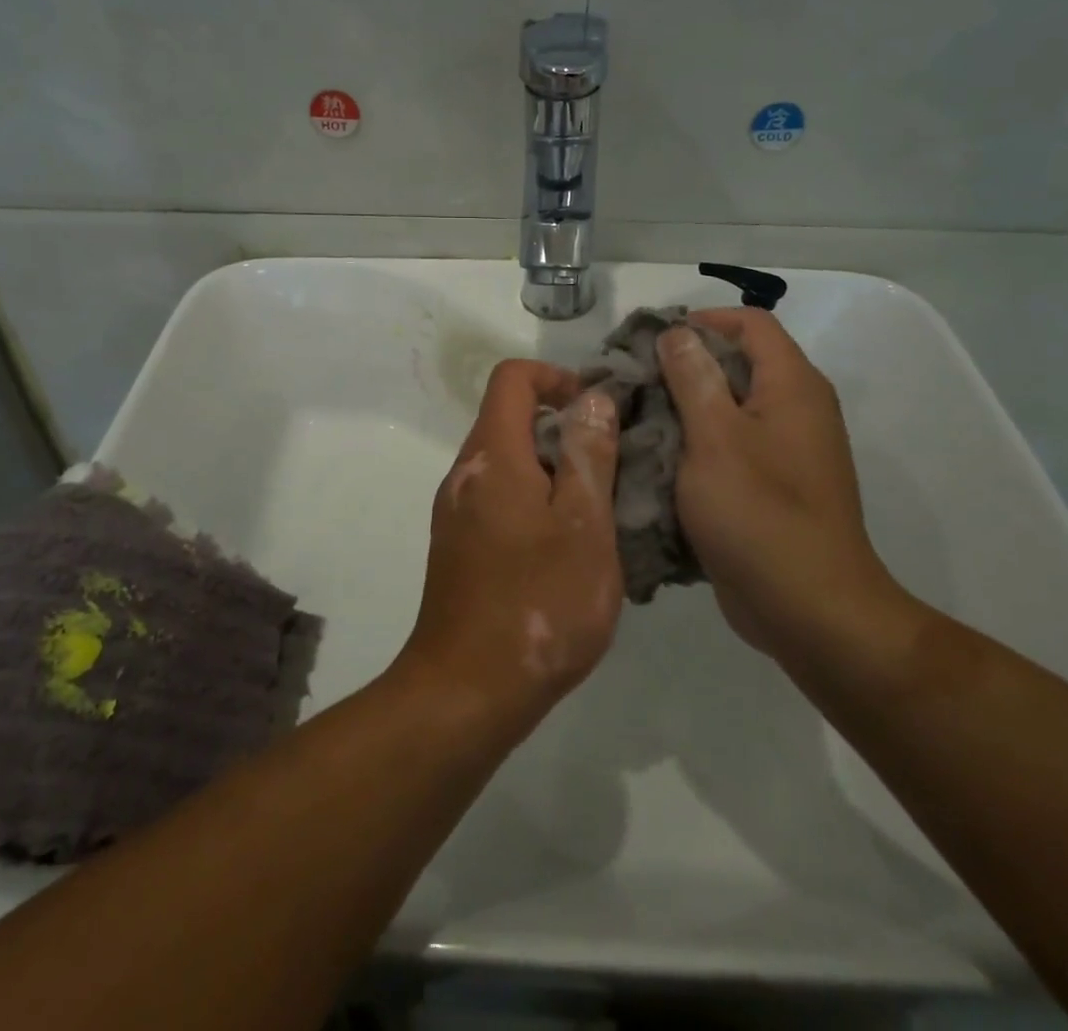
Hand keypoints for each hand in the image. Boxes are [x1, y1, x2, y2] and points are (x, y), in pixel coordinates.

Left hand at [396, 360, 622, 729]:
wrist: (467, 691)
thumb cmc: (537, 602)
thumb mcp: (584, 525)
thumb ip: (588, 455)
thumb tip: (590, 398)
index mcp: (492, 455)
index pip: (513, 378)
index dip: (556, 378)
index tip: (597, 410)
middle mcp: (465, 474)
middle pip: (510, 419)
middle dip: (563, 428)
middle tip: (611, 465)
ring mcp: (456, 512)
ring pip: (508, 463)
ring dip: (552, 469)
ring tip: (597, 509)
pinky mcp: (458, 547)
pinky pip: (498, 499)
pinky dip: (534, 501)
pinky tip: (567, 548)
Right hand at [656, 309, 900, 656]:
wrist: (809, 608)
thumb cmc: (759, 513)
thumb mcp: (715, 437)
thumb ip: (694, 378)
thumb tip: (678, 332)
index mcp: (792, 385)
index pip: (751, 322)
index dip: (702, 320)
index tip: (652, 340)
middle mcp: (797, 408)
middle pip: (739, 362)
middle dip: (684, 365)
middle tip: (634, 380)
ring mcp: (787, 450)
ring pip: (731, 407)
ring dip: (686, 407)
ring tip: (637, 417)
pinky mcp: (773, 485)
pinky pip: (732, 446)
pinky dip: (697, 444)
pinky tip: (659, 459)